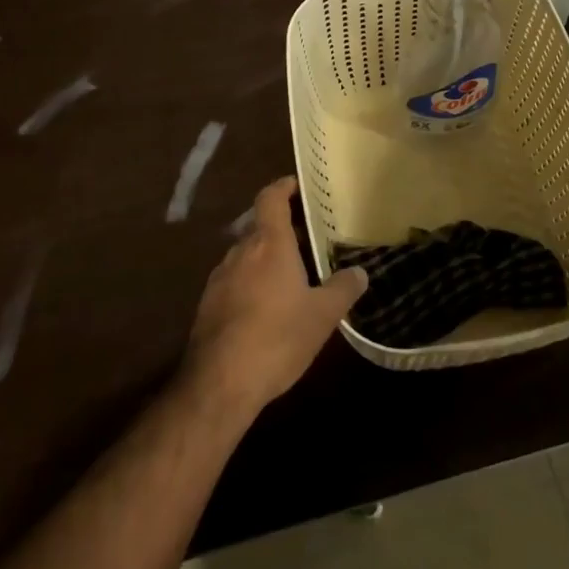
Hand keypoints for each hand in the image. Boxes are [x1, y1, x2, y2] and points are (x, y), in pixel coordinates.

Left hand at [183, 178, 366, 415]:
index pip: (270, 198)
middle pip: (260, 227)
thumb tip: (361, 271)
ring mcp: (219, 278)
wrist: (220, 383)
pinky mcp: (208, 304)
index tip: (297, 185)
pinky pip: (234, 280)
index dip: (283, 187)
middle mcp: (241, 252)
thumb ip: (343, 289)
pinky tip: (265, 308)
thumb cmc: (277, 338)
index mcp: (269, 244)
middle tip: (306, 239)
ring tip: (289, 276)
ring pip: (246, 255)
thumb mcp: (322, 316)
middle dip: (281, 230)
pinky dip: (250, 282)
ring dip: (265, 258)